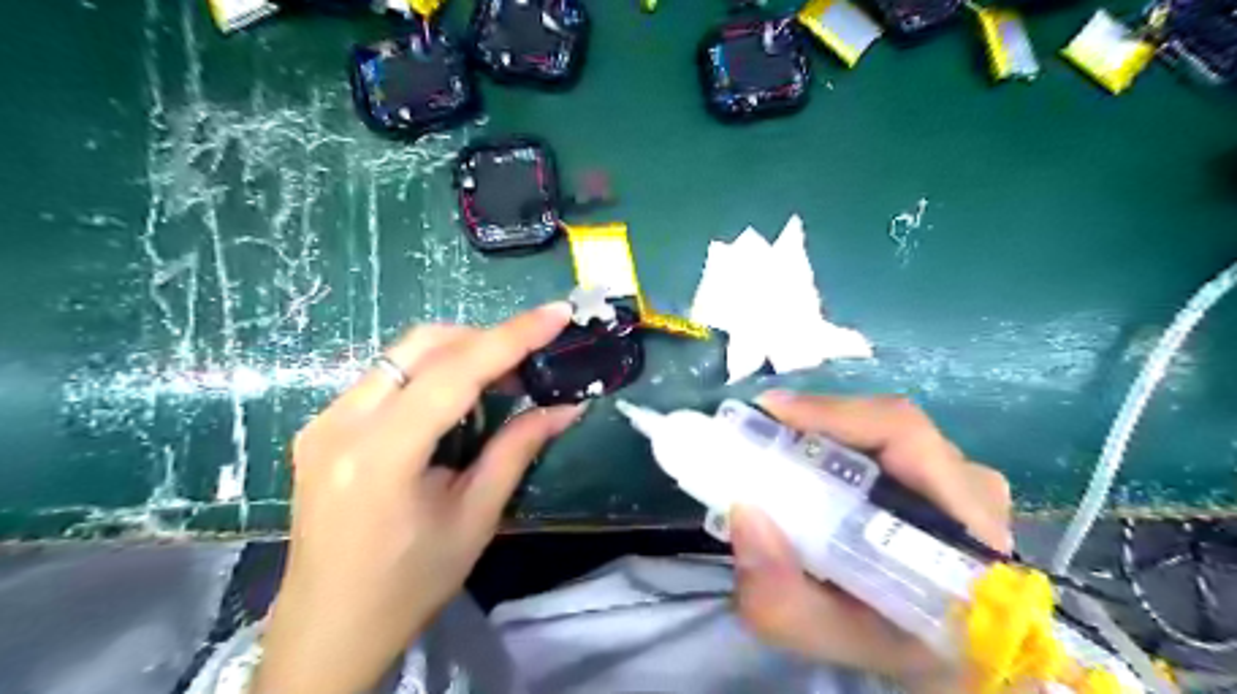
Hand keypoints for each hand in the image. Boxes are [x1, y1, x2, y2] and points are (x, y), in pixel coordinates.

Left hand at [252, 304, 581, 693]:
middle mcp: (341, 424)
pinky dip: (431, 373)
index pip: (454, 372)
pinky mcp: (322, 426)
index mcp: (380, 456)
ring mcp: (324, 421)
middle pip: (422, 346)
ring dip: (459, 353)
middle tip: (530, 360)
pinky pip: (386, 377)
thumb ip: (518, 450)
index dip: (512, 337)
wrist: (327, 629)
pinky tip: (457, 400)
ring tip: (501, 379)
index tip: (557, 314)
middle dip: (484, 339)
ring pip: (402, 354)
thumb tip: (567, 407)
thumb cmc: (408, 585)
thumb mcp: (475, 518)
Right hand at [727, 394, 1008, 690]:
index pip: (905, 436)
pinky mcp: (945, 472)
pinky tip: (804, 459)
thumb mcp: (830, 637)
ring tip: (773, 445)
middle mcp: (972, 487)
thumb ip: (781, 598)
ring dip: (824, 431)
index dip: (833, 413)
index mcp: (963, 527)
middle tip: (756, 432)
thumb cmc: (894, 646)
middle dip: (815, 421)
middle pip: (888, 424)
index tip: (769, 412)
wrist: (944, 653)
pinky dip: (837, 441)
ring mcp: (962, 476)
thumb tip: (743, 514)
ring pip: (883, 428)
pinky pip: (884, 438)